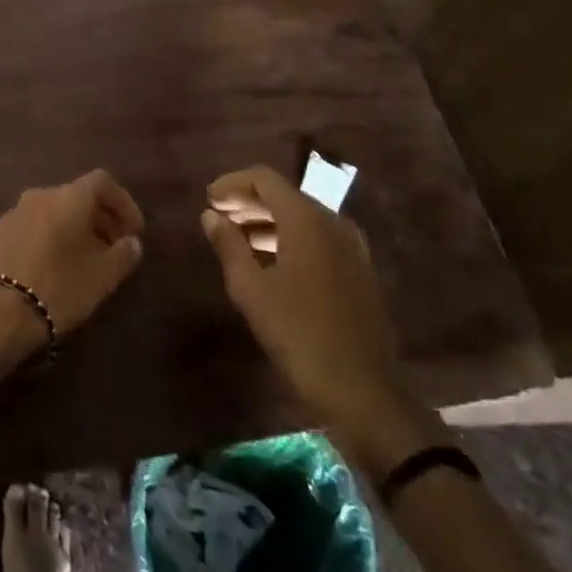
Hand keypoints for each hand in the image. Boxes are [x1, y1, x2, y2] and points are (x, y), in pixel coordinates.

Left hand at [0, 169, 145, 337]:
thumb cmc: (58, 288)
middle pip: (75, 196)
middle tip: (113, 248)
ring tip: (82, 260)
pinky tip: (48, 267)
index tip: (134, 231)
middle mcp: (39, 195)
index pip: (102, 181)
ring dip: (71, 229)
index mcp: (68, 198)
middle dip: (99, 219)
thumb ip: (123, 255)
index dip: (123, 203)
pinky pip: (29, 227)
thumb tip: (132, 242)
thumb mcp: (102, 277)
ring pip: (50, 212)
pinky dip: (46, 238)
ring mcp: (12, 212)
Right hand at [202, 165, 407, 434]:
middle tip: (218, 216)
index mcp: (307, 221)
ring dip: (268, 221)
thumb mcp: (250, 289)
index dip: (233, 183)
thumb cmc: (298, 334)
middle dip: (249, 201)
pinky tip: (269, 263)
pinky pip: (319, 240)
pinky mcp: (359, 273)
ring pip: (303, 218)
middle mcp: (334, 224)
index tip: (209, 199)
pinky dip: (290, 239)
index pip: (266, 179)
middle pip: (286, 196)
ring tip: (236, 239)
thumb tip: (211, 215)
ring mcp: (352, 249)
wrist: (362, 392)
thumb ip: (228, 245)